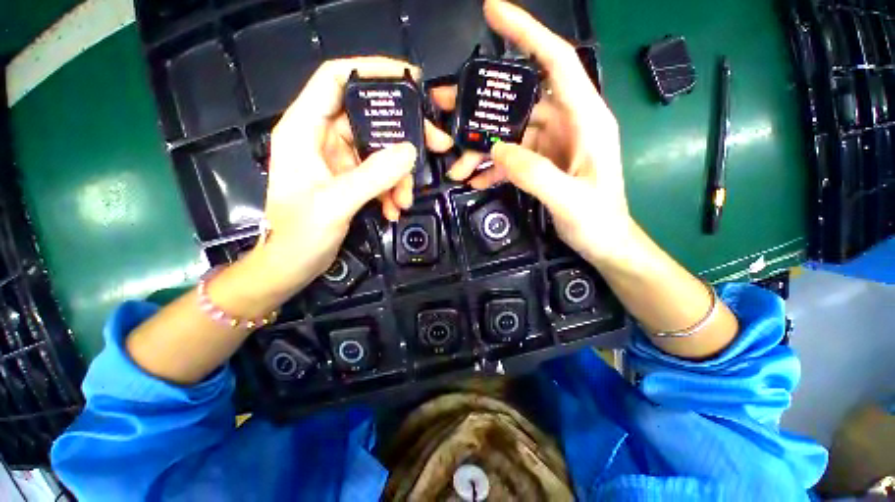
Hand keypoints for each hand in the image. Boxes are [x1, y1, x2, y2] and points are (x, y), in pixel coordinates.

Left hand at [253, 57, 453, 298]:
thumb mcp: (336, 203)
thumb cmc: (299, 234)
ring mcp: (338, 161)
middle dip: (402, 136)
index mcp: (305, 130)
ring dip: (398, 176)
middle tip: (434, 146)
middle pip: (369, 120)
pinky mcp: (350, 180)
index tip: (410, 78)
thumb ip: (373, 176)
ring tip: (404, 200)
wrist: (292, 265)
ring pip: (380, 153)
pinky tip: (394, 209)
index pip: (336, 80)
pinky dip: (391, 190)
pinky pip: (379, 175)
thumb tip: (409, 151)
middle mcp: (322, 139)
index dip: (371, 71)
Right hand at [434, 0, 632, 267]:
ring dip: (479, 147)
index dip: (526, 33)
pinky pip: (510, 157)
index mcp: (585, 119)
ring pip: (508, 133)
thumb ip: (534, 173)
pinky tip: (475, 179)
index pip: (555, 61)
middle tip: (444, 106)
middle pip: (518, 101)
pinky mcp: (540, 163)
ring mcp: (550, 144)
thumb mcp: (570, 199)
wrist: (604, 242)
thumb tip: (497, 149)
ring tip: (455, 165)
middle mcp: (566, 123)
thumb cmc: (598, 221)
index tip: (492, 12)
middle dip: (481, 104)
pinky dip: (491, 166)